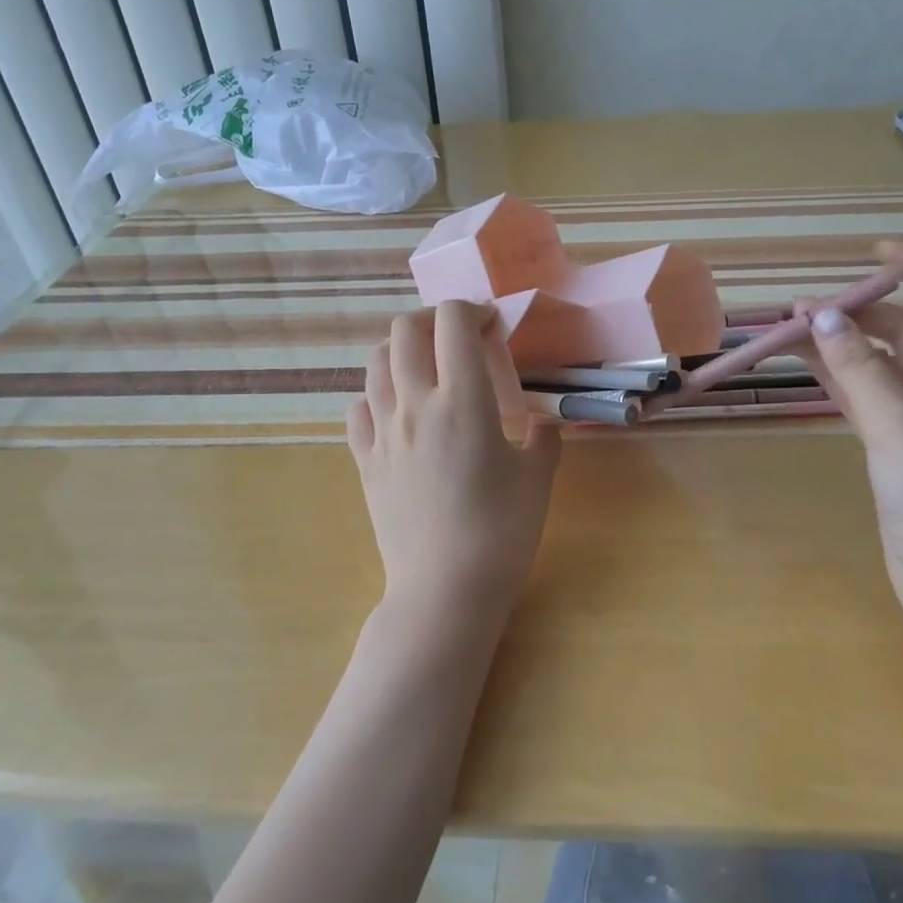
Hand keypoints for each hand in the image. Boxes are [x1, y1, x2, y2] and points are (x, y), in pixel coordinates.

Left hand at [347, 302, 561, 625]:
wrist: (445, 590)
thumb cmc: (501, 533)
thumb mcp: (538, 478)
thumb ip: (543, 437)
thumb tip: (541, 421)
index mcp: (462, 401)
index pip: (454, 323)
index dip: (474, 311)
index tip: (493, 328)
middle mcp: (414, 404)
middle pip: (405, 330)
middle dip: (433, 319)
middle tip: (459, 338)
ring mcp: (383, 432)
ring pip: (375, 362)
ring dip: (402, 349)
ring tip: (427, 367)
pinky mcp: (364, 460)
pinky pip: (358, 407)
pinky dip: (377, 393)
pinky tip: (398, 410)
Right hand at [796, 243, 902, 622]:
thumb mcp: (899, 427)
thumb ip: (858, 370)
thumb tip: (823, 317)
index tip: (881, 257)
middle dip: (862, 310)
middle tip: (806, 310)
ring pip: (881, 362)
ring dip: (842, 343)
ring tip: (791, 327)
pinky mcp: (900, 442)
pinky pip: (867, 394)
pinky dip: (838, 376)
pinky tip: (803, 361)